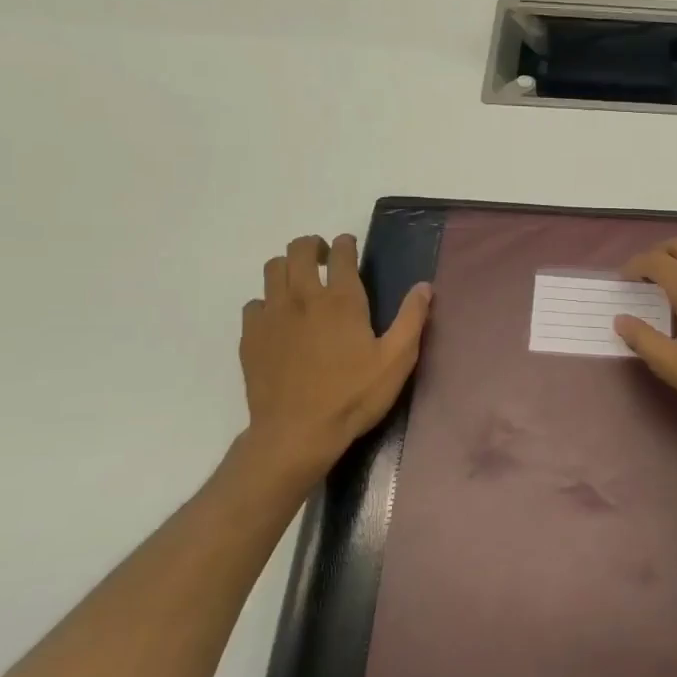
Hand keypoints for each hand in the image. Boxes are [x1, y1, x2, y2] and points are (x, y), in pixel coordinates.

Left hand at [238, 233, 431, 487]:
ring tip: (300, 283)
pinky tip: (279, 320)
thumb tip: (425, 286)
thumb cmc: (353, 396)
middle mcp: (303, 297)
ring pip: (272, 270)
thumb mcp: (397, 360)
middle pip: (298, 250)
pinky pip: (254, 303)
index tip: (349, 246)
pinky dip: (268, 302)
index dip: (345, 244)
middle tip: (323, 259)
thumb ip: (412, 318)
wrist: (297, 433)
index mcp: (341, 300)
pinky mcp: (251, 336)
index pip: (340, 253)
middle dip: (312, 246)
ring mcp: (272, 315)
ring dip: (288, 268)